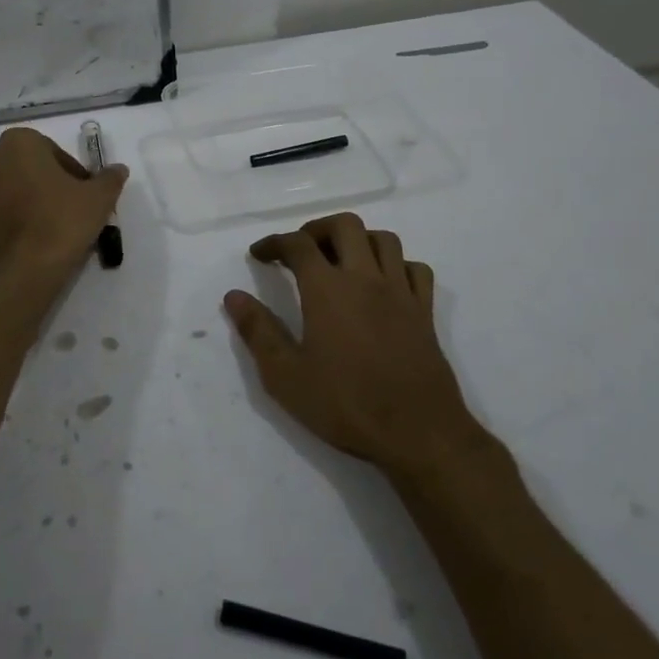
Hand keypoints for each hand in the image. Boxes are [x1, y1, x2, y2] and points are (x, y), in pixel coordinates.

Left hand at [0, 127, 127, 284]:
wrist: (23, 270)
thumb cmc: (62, 220)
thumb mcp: (98, 197)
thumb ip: (109, 179)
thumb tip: (118, 169)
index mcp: (18, 143)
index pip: (53, 151)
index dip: (73, 172)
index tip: (84, 194)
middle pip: (29, 169)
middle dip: (49, 184)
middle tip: (72, 209)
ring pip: (12, 190)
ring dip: (31, 202)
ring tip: (54, 228)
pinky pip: (0, 214)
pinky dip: (16, 221)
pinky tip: (36, 241)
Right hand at [225, 212, 491, 477]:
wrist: (418, 432)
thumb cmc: (346, 404)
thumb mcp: (285, 376)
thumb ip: (258, 331)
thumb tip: (233, 296)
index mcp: (327, 289)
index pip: (298, 244)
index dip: (274, 243)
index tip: (259, 255)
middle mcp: (365, 278)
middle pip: (345, 226)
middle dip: (317, 229)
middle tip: (300, 251)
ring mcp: (400, 292)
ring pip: (383, 240)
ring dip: (358, 240)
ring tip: (340, 261)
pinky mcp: (425, 312)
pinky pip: (415, 269)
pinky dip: (396, 265)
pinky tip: (383, 284)